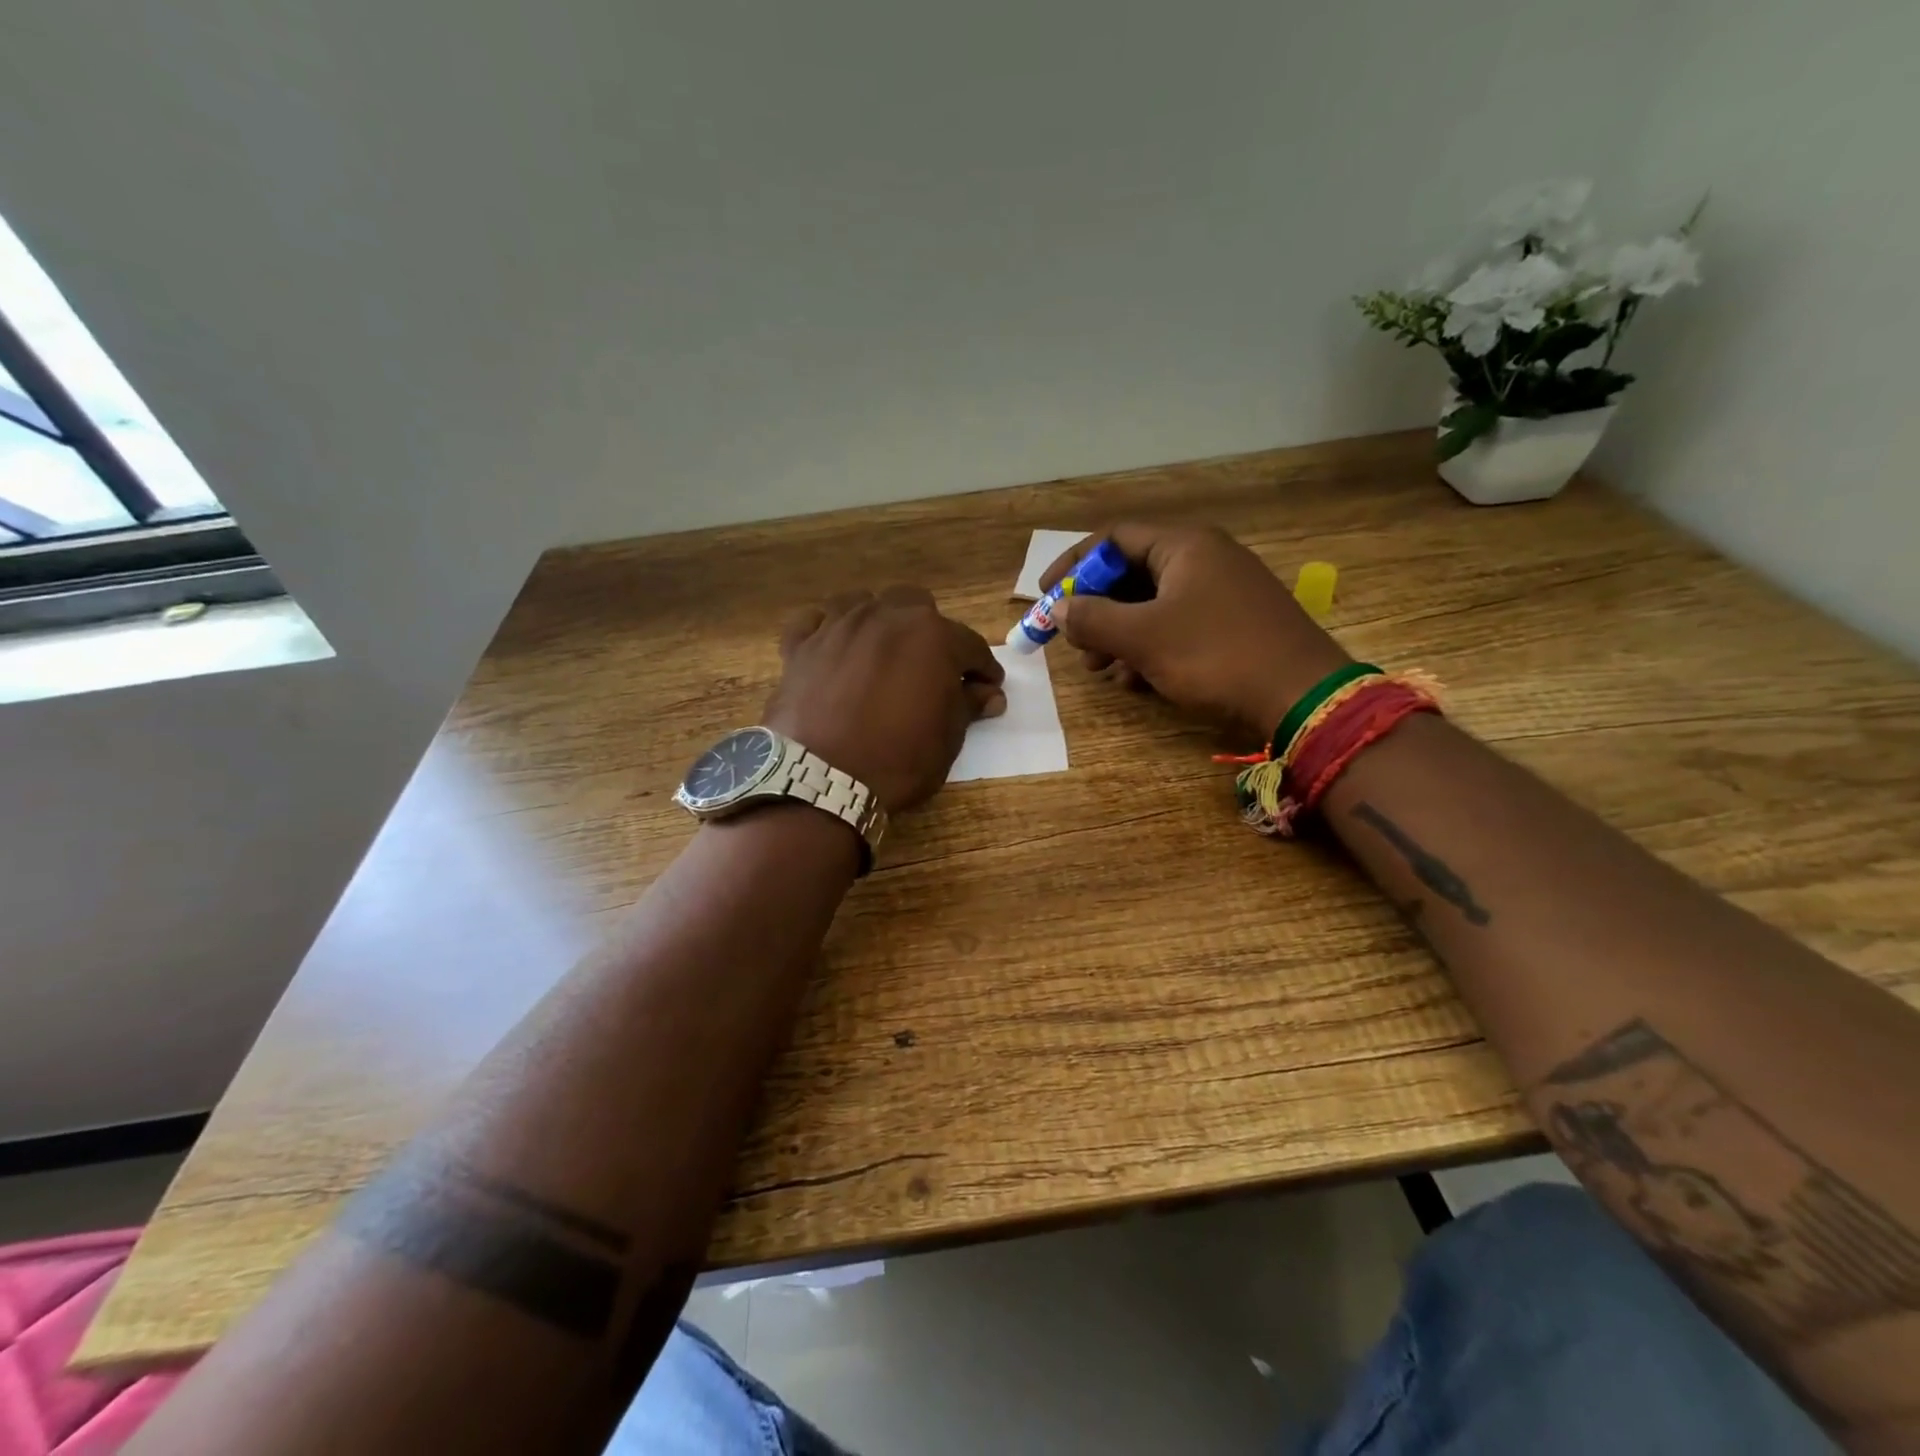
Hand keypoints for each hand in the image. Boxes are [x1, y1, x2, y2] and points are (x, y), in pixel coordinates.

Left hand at [765, 585, 1005, 812]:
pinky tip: (833, 647)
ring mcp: (838, 626)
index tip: (987, 687)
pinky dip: (827, 629)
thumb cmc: (898, 758)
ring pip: (865, 603)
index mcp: (932, 635)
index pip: (970, 646)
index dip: (982, 669)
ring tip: (882, 652)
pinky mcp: (800, 645)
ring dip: (880, 622)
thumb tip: (989, 693)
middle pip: (915, 606)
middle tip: (930, 668)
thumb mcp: (948, 737)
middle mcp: (886, 616)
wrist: (822, 778)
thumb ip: (968, 705)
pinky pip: (815, 621)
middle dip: (929, 632)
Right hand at [1040, 524, 1350, 735]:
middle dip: (1097, 610)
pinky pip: (1177, 626)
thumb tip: (1060, 609)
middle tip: (1075, 644)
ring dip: (1119, 636)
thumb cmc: (1215, 655)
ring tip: (1102, 670)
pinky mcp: (1233, 623)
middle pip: (1132, 574)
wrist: (1301, 695)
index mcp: (1184, 546)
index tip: (1046, 596)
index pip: (1114, 539)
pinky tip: (1137, 682)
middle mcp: (1204, 559)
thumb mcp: (1144, 638)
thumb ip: (1094, 619)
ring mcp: (1222, 592)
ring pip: (1153, 605)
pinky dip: (1150, 648)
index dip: (1074, 565)